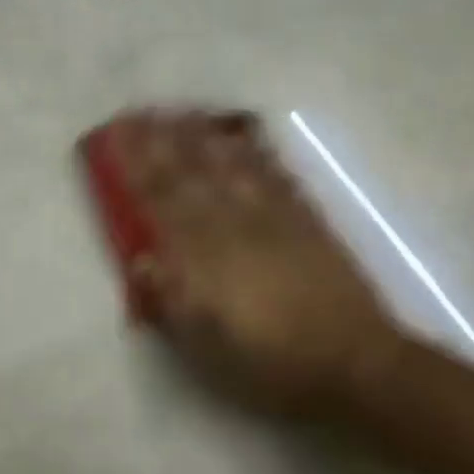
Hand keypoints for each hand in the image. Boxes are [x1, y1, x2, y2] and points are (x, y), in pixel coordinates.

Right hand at [110, 108, 401, 420]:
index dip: (137, 166)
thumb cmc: (272, 364)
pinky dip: (256, 152)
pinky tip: (245, 138)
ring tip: (184, 111)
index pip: (162, 200)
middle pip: (193, 174)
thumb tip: (142, 261)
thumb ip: (173, 301)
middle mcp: (236, 226)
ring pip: (232, 165)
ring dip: (204, 136)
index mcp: (206, 258)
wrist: (354, 361)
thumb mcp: (208, 348)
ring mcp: (275, 218)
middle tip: (143, 110)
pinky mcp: (307, 220)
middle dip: (164, 141)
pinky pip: (276, 175)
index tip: (118, 135)